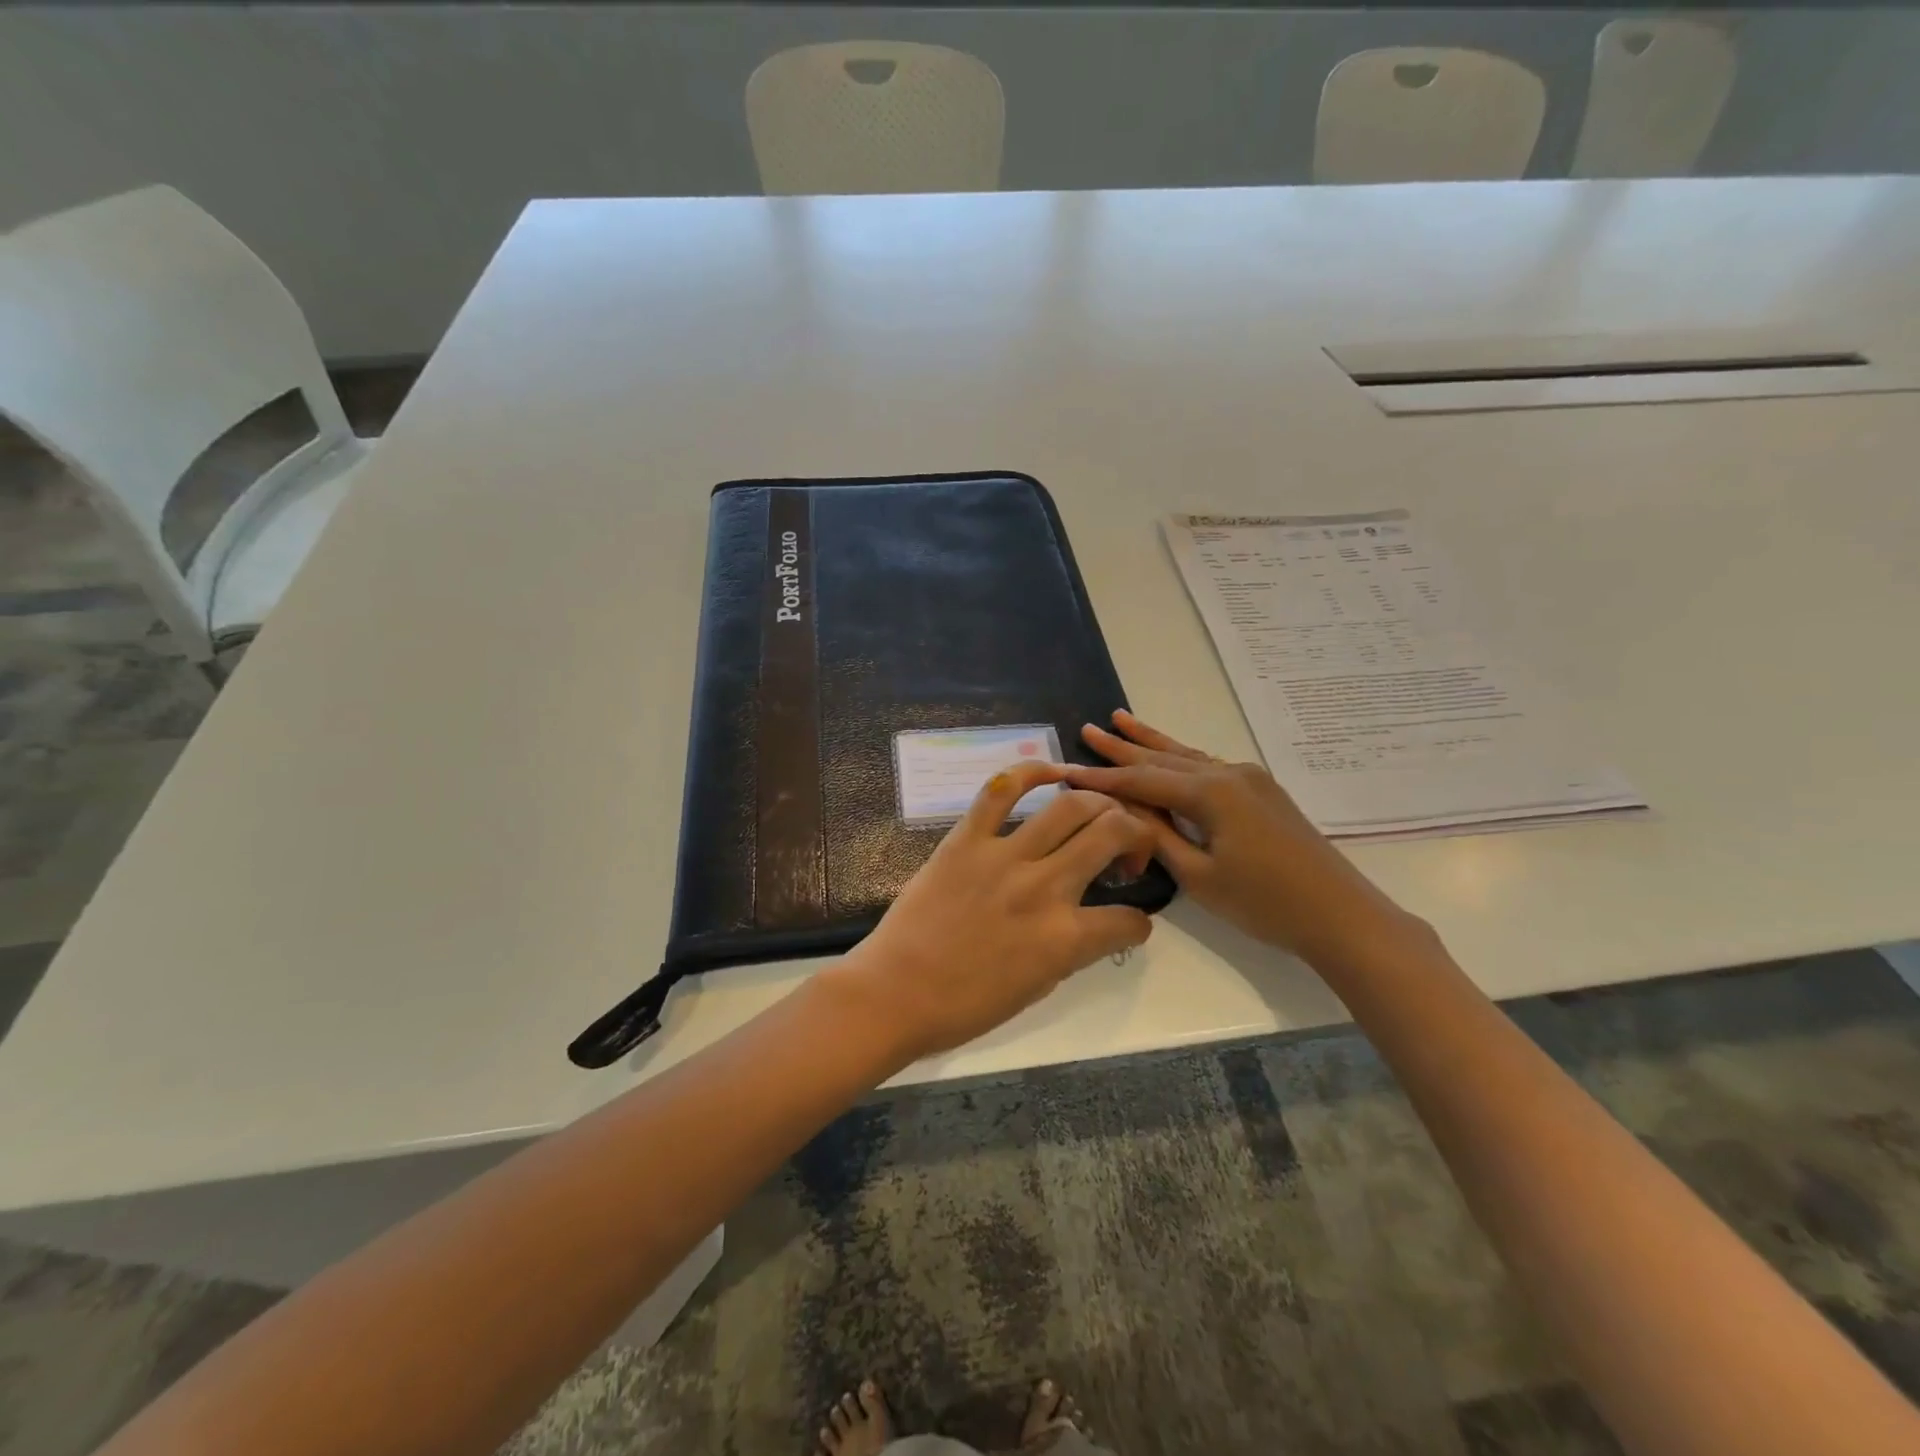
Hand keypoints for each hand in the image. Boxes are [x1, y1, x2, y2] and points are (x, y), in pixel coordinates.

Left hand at [835, 761, 1154, 1059]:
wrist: (895, 992)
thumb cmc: (964, 1005)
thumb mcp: (1036, 988)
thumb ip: (1070, 950)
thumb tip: (1087, 924)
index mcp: (1064, 939)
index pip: (1128, 920)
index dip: (1138, 923)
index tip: (1129, 922)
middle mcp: (1044, 888)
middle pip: (1112, 833)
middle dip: (1136, 835)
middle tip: (1124, 850)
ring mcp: (1004, 856)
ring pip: (1070, 805)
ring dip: (1099, 803)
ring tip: (1099, 813)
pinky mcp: (966, 838)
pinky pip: (1002, 790)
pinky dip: (1032, 772)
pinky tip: (1053, 772)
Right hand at [1065, 710, 1419, 963]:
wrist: (1341, 914)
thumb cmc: (1265, 902)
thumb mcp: (1200, 876)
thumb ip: (1158, 837)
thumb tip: (1125, 811)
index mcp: (1210, 793)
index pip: (1142, 781)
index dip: (1102, 778)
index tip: (1066, 771)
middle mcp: (1228, 774)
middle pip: (1163, 758)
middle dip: (1123, 745)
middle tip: (1089, 728)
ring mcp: (1249, 779)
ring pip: (1187, 756)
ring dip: (1152, 742)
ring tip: (1121, 720)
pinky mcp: (1262, 792)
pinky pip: (1208, 767)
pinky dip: (1180, 759)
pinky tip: (1169, 754)